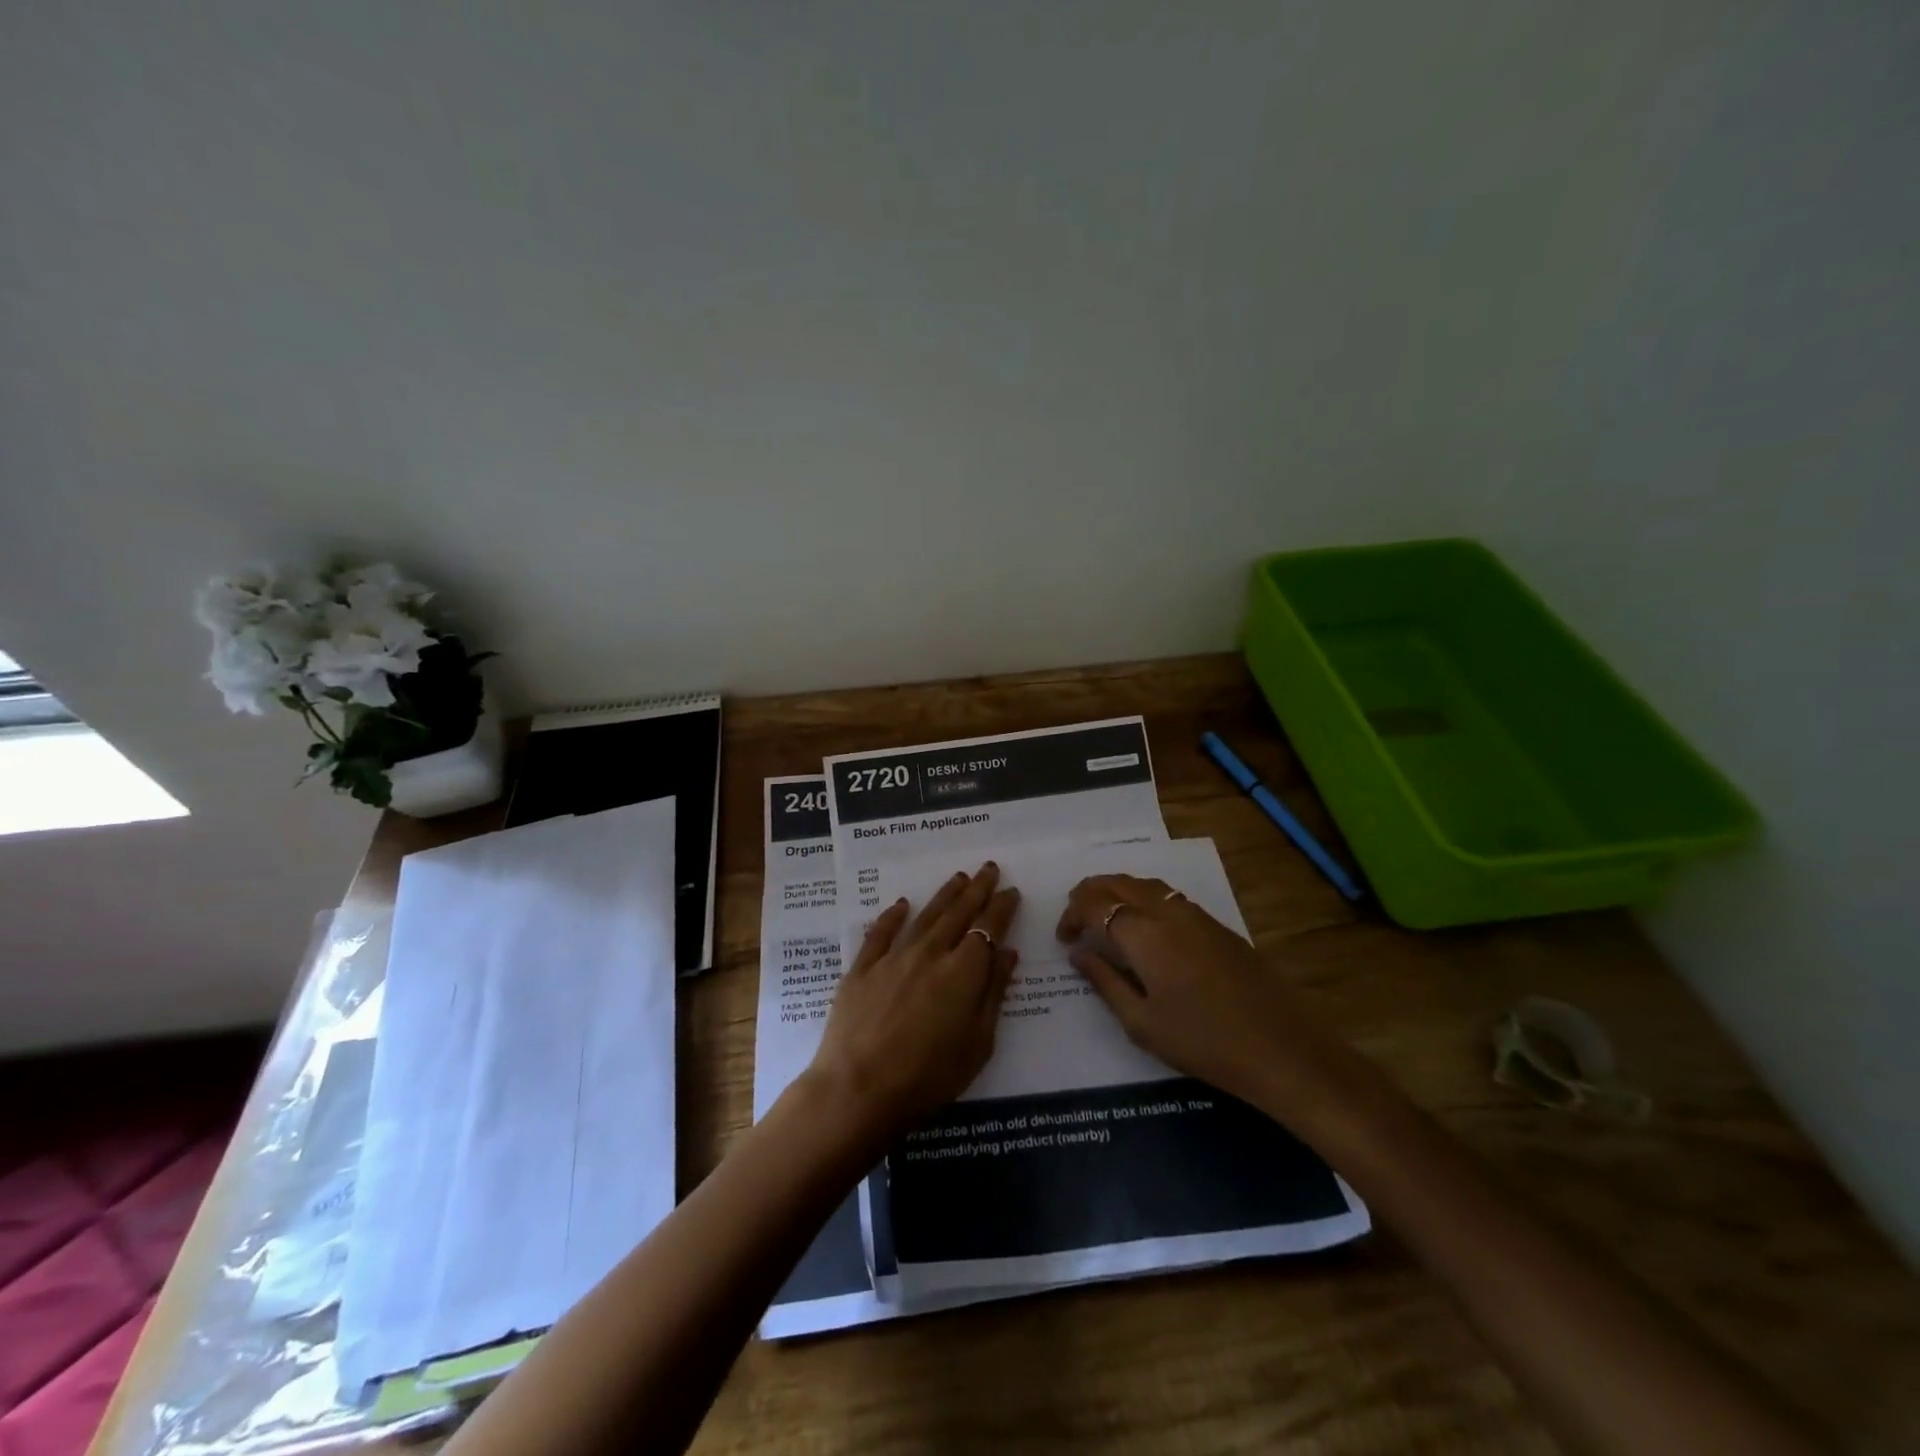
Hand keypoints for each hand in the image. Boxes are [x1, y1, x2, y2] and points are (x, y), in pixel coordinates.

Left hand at [806, 863, 1020, 1144]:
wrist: (858, 1089)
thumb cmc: (928, 1076)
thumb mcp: (977, 1043)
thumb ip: (993, 993)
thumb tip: (1006, 953)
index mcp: (962, 972)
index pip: (987, 928)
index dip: (1001, 907)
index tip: (1011, 890)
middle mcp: (929, 953)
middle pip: (958, 913)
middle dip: (977, 889)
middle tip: (989, 867)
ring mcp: (893, 958)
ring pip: (924, 916)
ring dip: (944, 895)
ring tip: (958, 877)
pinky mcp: (862, 969)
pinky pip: (880, 933)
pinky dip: (892, 916)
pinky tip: (902, 904)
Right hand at [1056, 873, 1353, 1126]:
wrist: (1281, 1048)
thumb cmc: (1202, 1042)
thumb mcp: (1141, 1022)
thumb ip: (1104, 981)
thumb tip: (1078, 953)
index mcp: (1143, 933)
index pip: (1093, 904)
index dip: (1071, 915)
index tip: (1064, 940)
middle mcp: (1166, 910)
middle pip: (1117, 881)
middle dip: (1089, 894)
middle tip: (1075, 921)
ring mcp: (1195, 914)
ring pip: (1144, 883)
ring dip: (1116, 892)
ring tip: (1104, 919)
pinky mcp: (1216, 925)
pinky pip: (1168, 896)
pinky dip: (1143, 900)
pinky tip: (1144, 929)